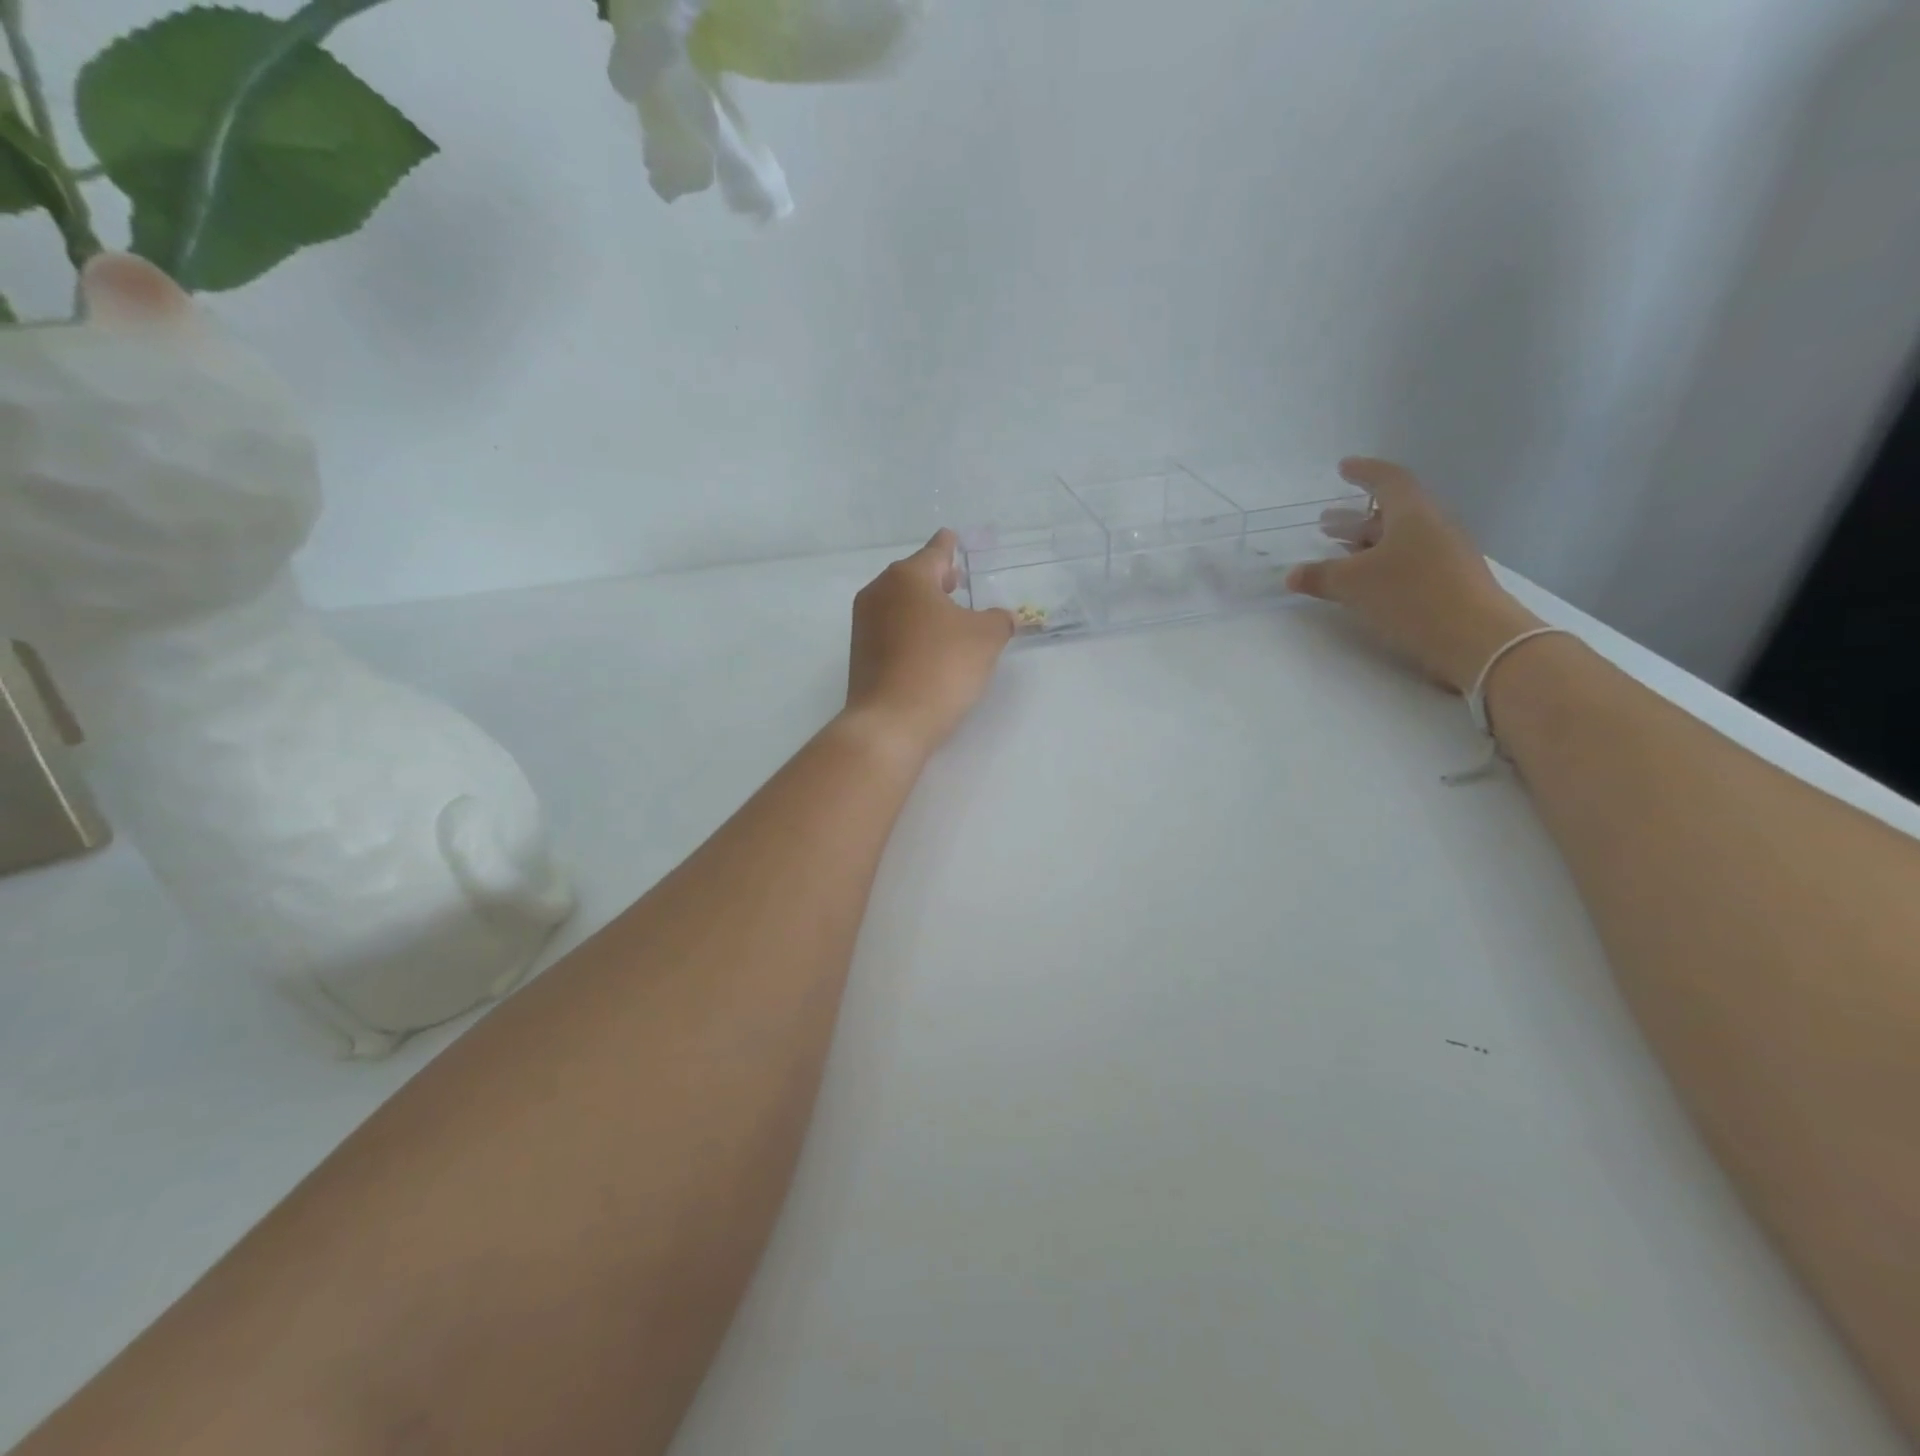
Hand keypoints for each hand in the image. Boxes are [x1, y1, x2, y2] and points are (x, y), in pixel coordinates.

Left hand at [843, 530, 1015, 758]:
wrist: (890, 722)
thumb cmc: (941, 668)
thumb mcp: (986, 639)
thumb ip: (998, 620)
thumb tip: (1001, 618)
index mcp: (908, 577)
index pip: (935, 551)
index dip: (950, 544)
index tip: (953, 537)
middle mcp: (879, 591)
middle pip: (913, 575)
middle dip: (937, 577)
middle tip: (958, 580)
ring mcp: (864, 623)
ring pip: (900, 602)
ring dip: (924, 605)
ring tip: (949, 616)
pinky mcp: (861, 653)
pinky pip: (892, 628)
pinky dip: (912, 628)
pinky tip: (930, 646)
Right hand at [1287, 459, 1543, 693]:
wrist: (1476, 638)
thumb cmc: (1411, 596)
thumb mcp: (1354, 585)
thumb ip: (1320, 576)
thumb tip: (1293, 575)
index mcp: (1413, 513)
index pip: (1388, 480)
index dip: (1364, 472)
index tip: (1343, 468)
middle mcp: (1433, 526)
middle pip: (1393, 512)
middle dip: (1357, 516)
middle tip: (1327, 523)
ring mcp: (1445, 555)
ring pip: (1400, 539)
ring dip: (1368, 543)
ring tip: (1340, 553)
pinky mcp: (1449, 582)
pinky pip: (1409, 562)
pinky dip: (1382, 564)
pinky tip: (1366, 583)